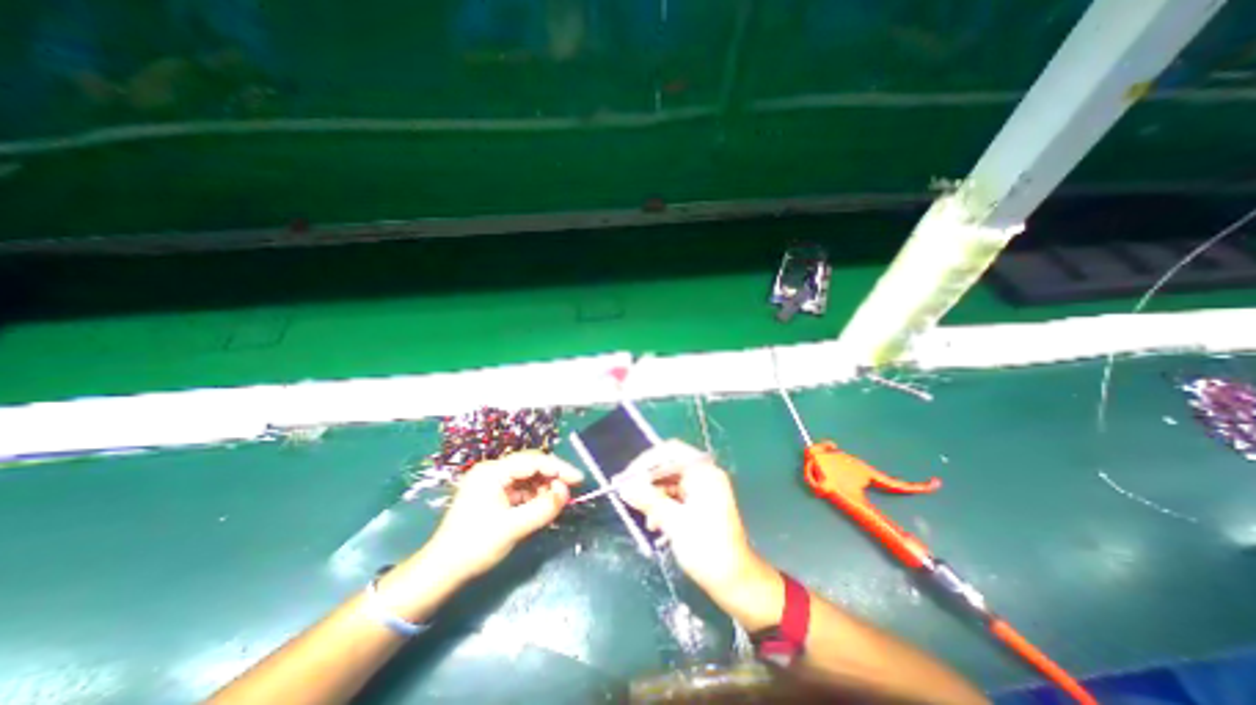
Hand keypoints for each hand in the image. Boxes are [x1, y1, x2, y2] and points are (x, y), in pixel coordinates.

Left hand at [418, 455, 581, 580]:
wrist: (440, 572)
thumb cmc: (475, 546)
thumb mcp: (513, 528)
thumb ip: (543, 508)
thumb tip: (566, 492)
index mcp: (492, 472)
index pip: (533, 461)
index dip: (559, 468)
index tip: (579, 479)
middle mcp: (492, 471)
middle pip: (531, 466)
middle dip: (552, 478)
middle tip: (570, 492)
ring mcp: (491, 482)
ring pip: (527, 478)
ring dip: (544, 488)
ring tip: (558, 502)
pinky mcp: (492, 495)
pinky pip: (520, 489)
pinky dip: (533, 497)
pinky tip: (543, 506)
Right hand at [620, 441, 783, 626]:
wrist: (736, 582)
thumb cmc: (708, 549)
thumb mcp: (675, 523)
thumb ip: (649, 500)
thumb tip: (624, 487)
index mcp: (704, 472)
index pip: (671, 452)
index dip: (647, 461)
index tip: (628, 477)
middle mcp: (704, 475)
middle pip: (669, 466)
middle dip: (648, 480)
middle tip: (628, 493)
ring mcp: (703, 489)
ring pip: (670, 482)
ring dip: (654, 496)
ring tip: (644, 516)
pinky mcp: (700, 503)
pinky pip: (676, 496)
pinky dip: (663, 506)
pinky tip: (655, 524)